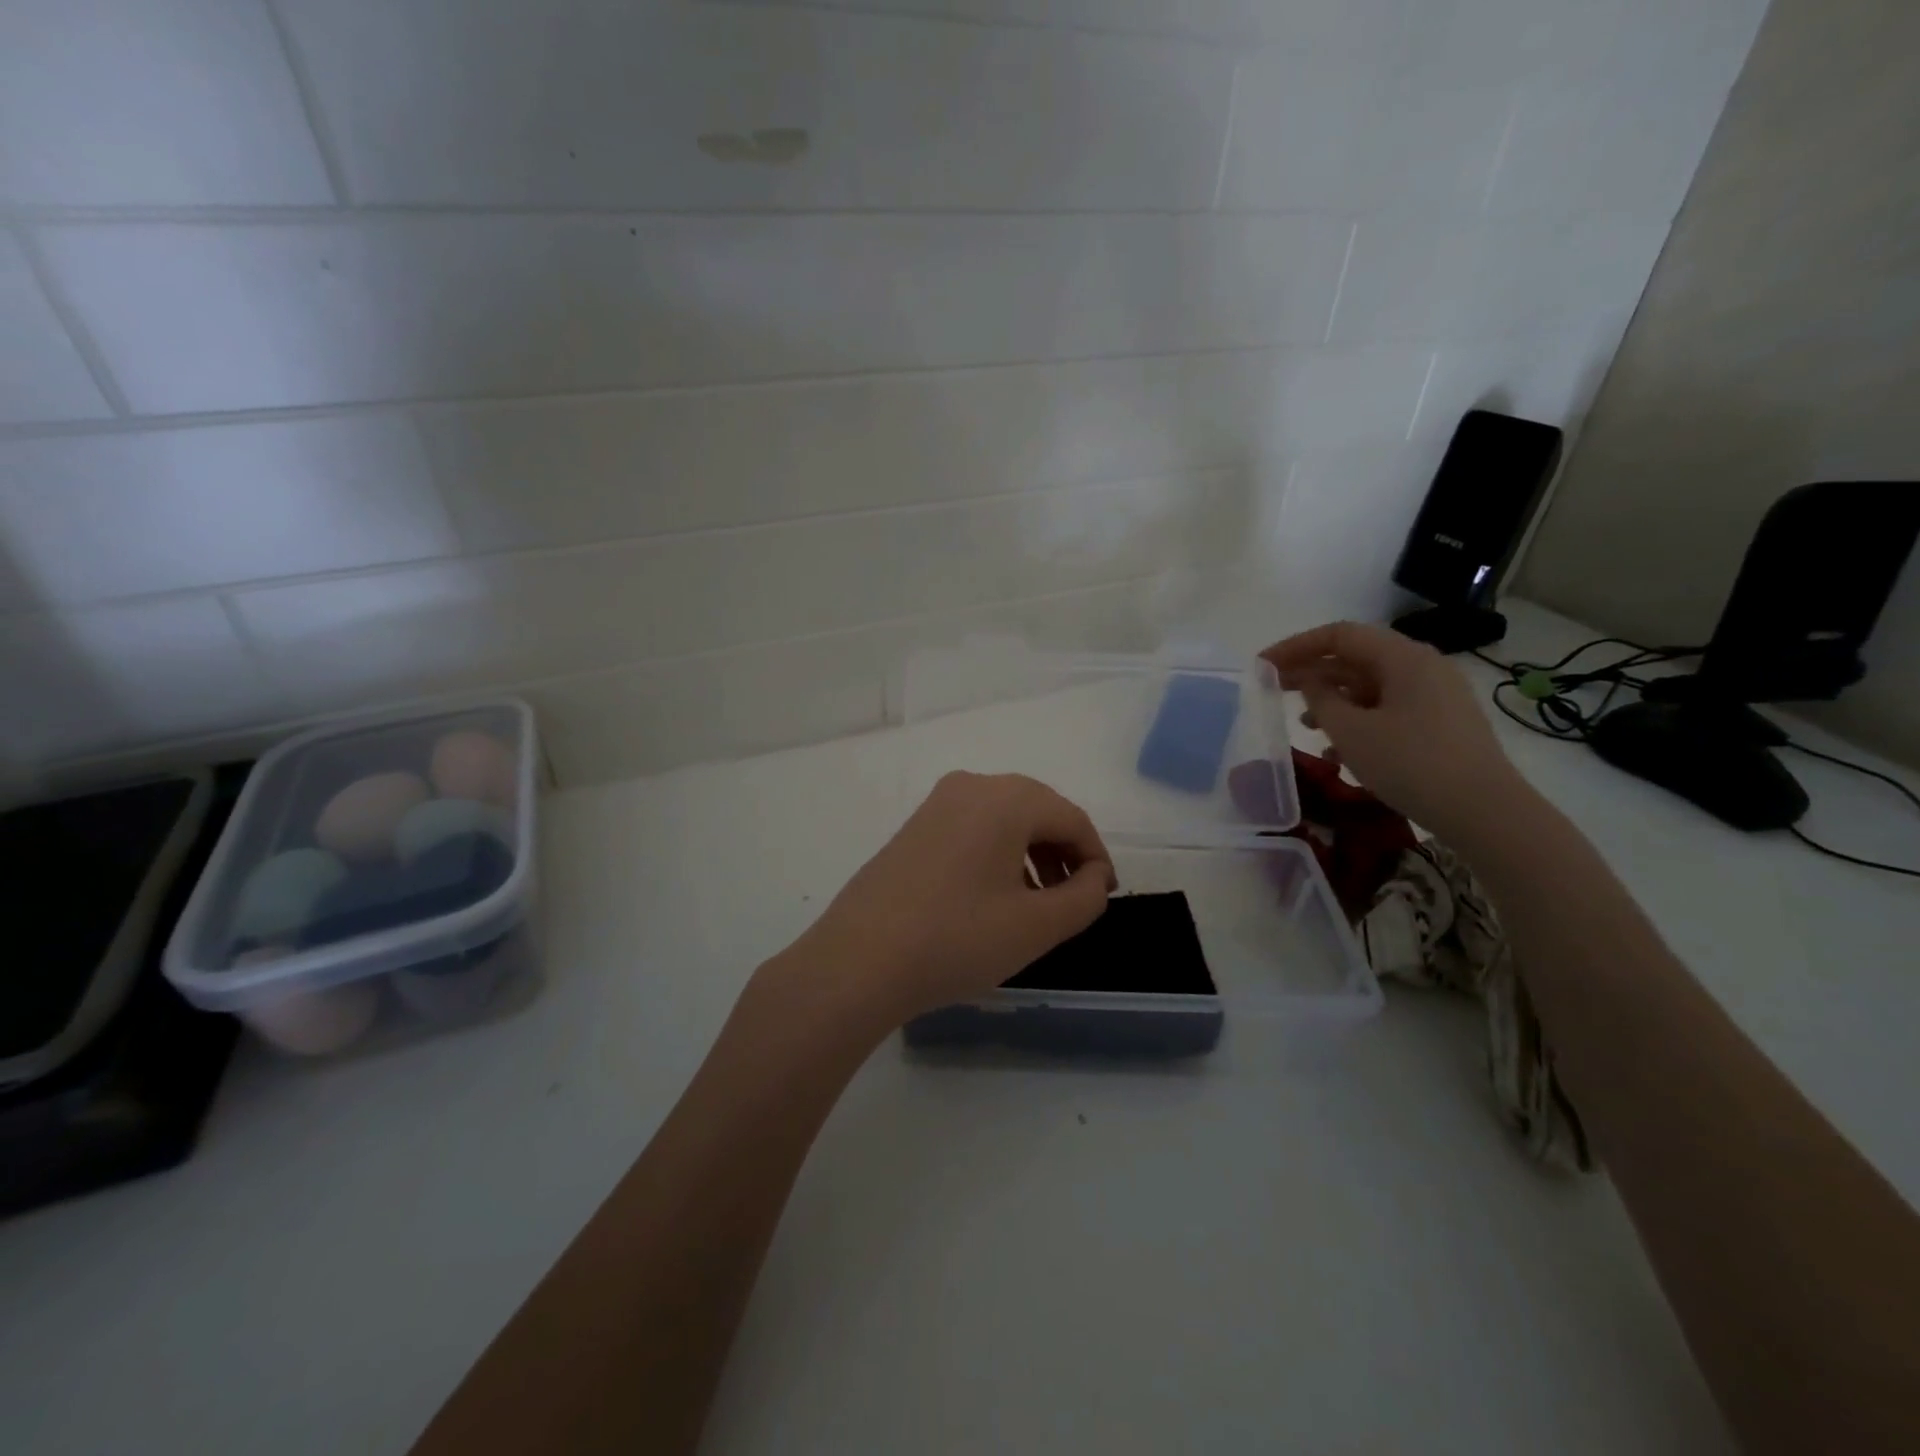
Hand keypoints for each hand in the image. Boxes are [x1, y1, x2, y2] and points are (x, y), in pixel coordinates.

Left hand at [790, 772, 1116, 1028]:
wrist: (859, 960)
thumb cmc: (957, 939)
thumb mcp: (1037, 925)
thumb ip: (1084, 897)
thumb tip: (1093, 877)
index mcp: (1005, 798)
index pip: (1071, 818)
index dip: (1096, 856)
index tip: (1103, 896)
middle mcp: (971, 786)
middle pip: (1037, 811)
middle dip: (1064, 853)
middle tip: (1074, 899)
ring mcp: (936, 805)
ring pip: (1003, 819)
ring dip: (1031, 854)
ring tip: (1037, 904)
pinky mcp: (914, 827)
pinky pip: (972, 829)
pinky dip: (997, 854)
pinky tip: (994, 897)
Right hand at [1262, 621, 1530, 839]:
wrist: (1485, 812)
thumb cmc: (1411, 763)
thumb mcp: (1351, 732)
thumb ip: (1320, 699)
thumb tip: (1309, 681)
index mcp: (1403, 657)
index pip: (1339, 635)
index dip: (1295, 646)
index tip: (1263, 665)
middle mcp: (1422, 666)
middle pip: (1355, 658)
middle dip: (1312, 673)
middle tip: (1274, 689)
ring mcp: (1435, 695)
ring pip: (1370, 686)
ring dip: (1333, 701)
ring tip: (1304, 725)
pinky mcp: (1440, 723)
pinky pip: (1388, 709)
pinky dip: (1358, 721)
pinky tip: (1338, 752)